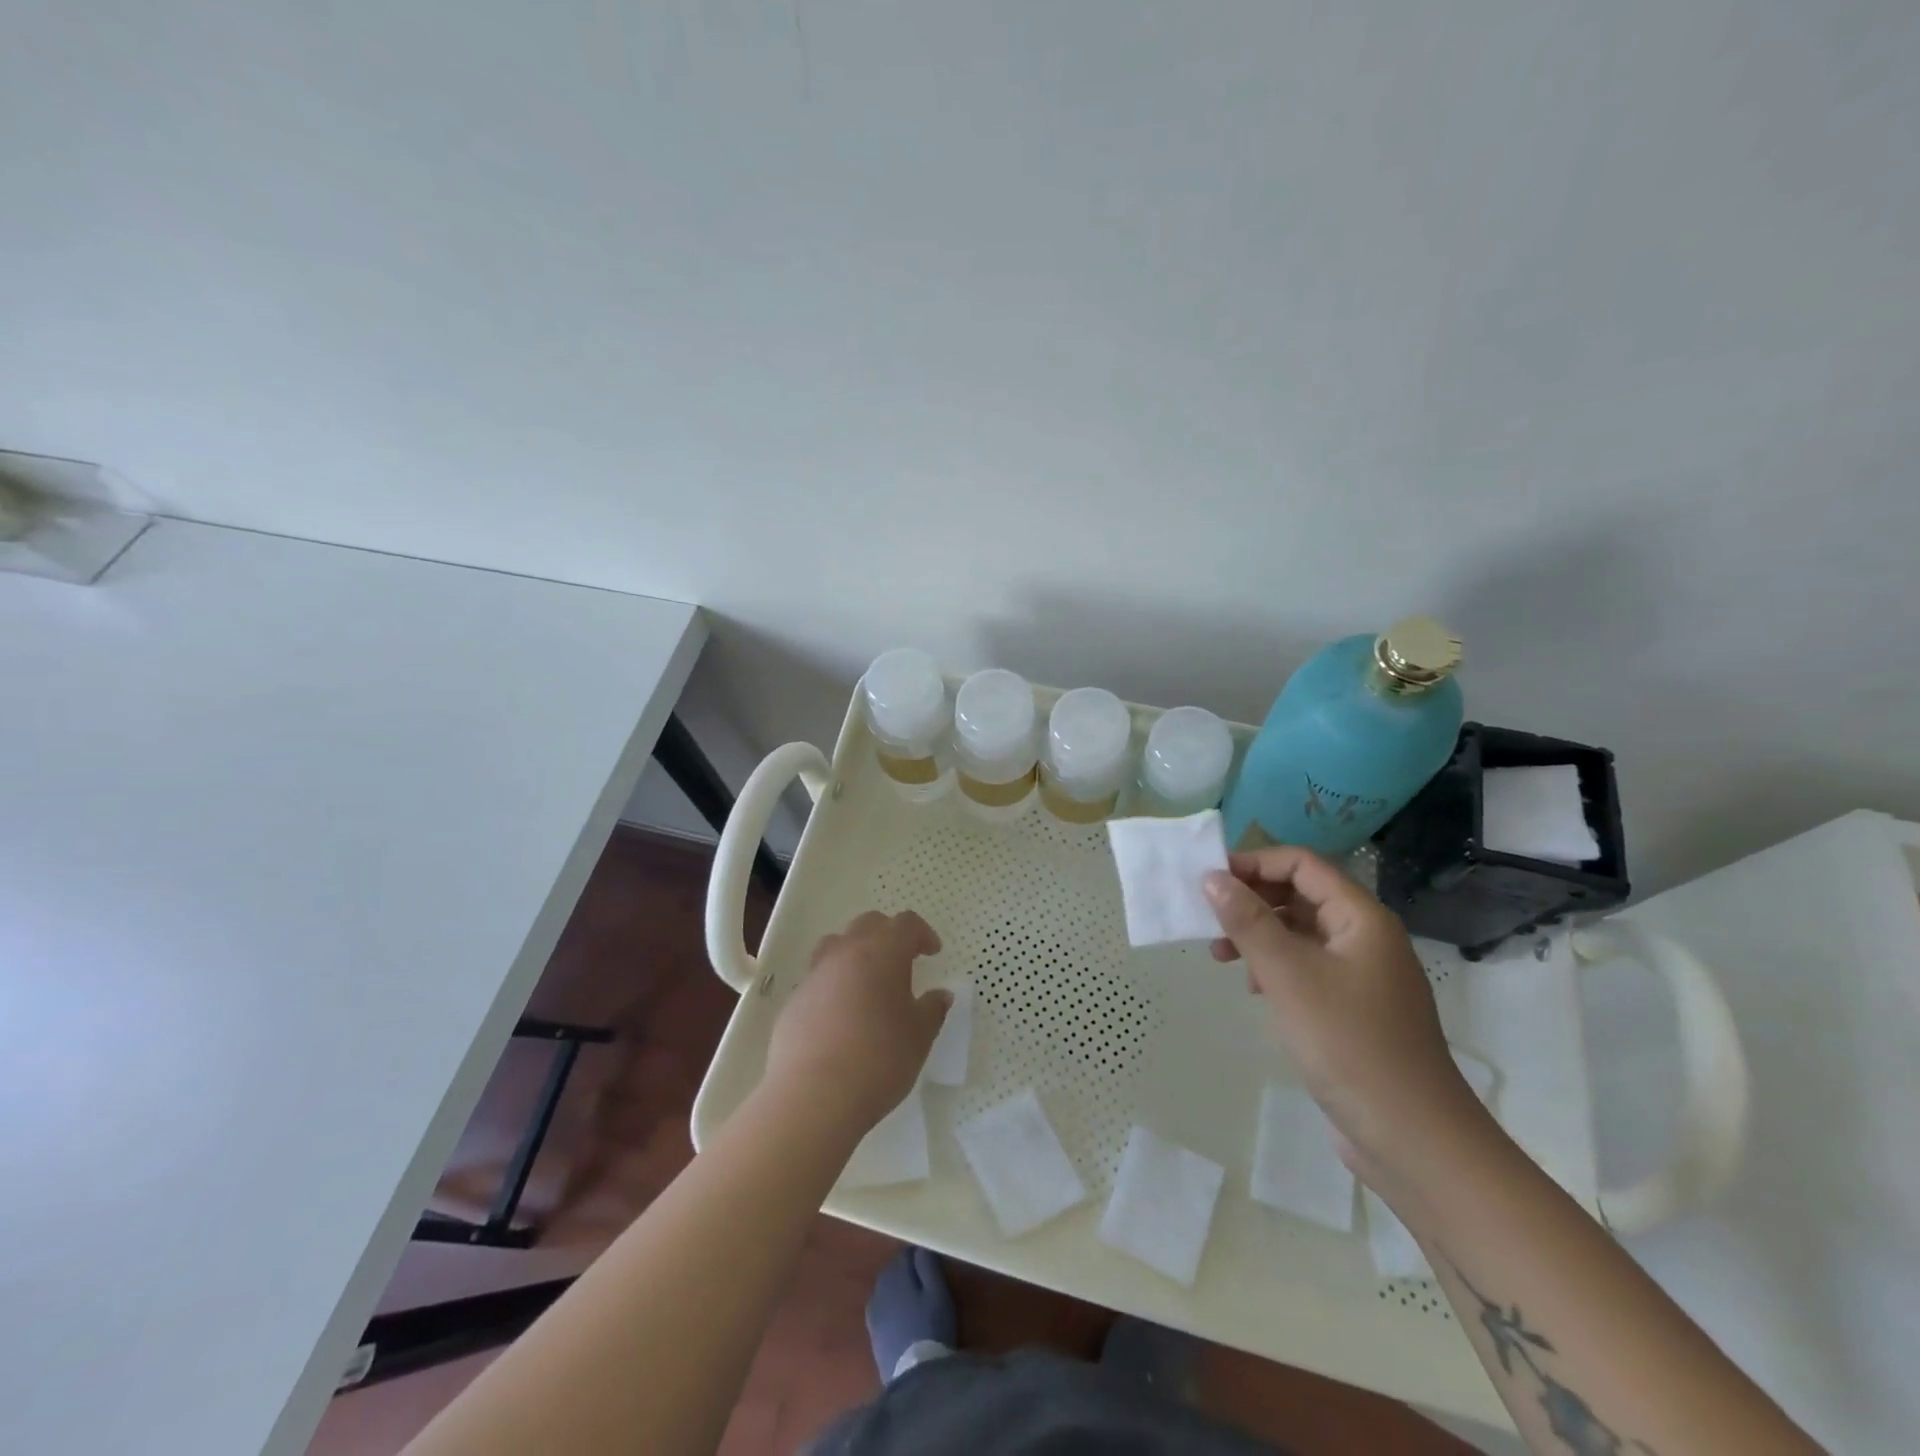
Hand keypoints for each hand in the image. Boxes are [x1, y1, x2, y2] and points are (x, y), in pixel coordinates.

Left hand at [765, 910, 950, 1136]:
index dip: (922, 933)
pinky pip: (818, 978)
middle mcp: (846, 953)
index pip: (905, 924)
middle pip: (868, 924)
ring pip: (837, 945)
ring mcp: (815, 975)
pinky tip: (842, 1015)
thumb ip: (933, 1009)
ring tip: (868, 981)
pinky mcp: (793, 1001)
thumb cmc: (879, 1059)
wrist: (813, 1096)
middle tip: (903, 961)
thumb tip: (940, 994)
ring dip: (856, 952)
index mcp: (882, 952)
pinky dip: (834, 984)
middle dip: (889, 935)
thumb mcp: (920, 1036)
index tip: (932, 952)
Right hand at [1204, 847, 1492, 1199]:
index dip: (1254, 863)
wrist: (1412, 1138)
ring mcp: (1362, 975)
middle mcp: (1365, 937)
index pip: (1302, 864)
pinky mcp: (1353, 1009)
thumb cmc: (1349, 1043)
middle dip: (1251, 900)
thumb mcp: (1288, 975)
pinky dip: (1274, 967)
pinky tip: (1253, 989)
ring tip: (1220, 956)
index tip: (1208, 879)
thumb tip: (1212, 876)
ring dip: (1258, 935)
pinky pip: (1307, 968)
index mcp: (1361, 918)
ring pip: (1300, 933)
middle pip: (1300, 895)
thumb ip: (1248, 921)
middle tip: (1207, 920)